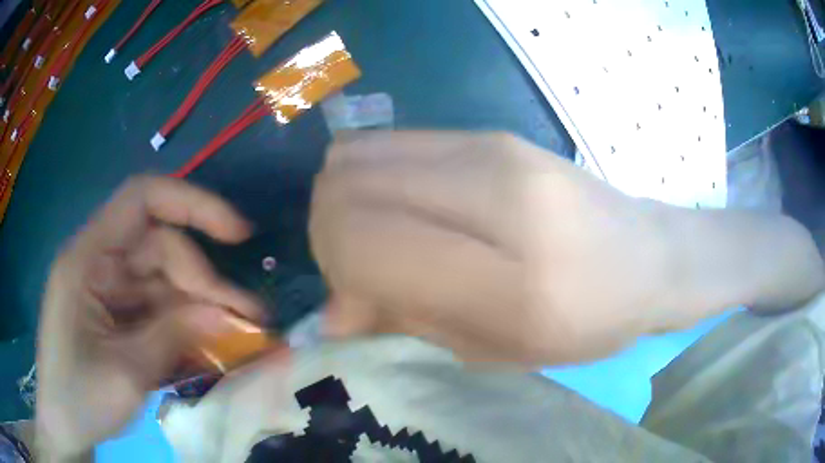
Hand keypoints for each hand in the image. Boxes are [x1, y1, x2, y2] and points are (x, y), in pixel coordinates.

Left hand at [36, 176, 262, 459]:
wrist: (65, 425)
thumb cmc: (80, 399)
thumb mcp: (125, 374)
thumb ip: (172, 336)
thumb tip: (226, 313)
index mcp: (88, 259)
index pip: (141, 201)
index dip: (191, 204)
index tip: (237, 234)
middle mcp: (100, 264)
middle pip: (161, 250)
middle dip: (204, 283)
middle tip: (250, 320)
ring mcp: (109, 291)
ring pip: (166, 283)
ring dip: (202, 308)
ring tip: (242, 337)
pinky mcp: (119, 315)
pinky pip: (159, 310)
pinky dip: (187, 327)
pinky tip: (211, 348)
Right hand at [311, 132, 823, 364]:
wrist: (649, 256)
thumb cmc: (586, 323)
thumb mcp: (498, 353)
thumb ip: (407, 323)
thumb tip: (331, 311)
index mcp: (511, 279)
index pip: (364, 241)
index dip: (335, 267)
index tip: (350, 298)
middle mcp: (497, 193)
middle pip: (348, 186)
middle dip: (330, 231)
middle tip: (359, 268)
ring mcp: (493, 148)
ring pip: (359, 155)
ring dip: (348, 200)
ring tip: (380, 237)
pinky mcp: (491, 132)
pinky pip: (391, 142)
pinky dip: (373, 176)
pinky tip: (403, 206)